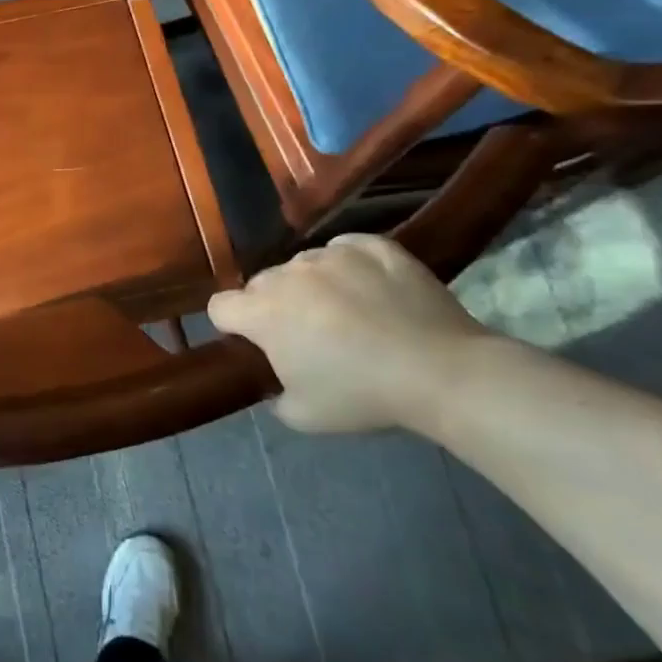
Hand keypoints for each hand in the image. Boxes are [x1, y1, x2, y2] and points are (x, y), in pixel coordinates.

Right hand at [208, 234, 494, 433]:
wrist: (441, 372)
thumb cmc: (362, 395)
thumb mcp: (303, 415)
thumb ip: (274, 393)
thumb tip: (279, 380)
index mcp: (263, 313)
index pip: (220, 306)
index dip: (232, 325)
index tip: (255, 344)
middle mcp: (288, 274)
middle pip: (261, 284)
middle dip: (273, 306)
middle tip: (306, 336)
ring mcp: (332, 255)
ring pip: (304, 265)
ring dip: (311, 285)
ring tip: (346, 311)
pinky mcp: (374, 246)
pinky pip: (346, 248)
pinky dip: (349, 265)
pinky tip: (369, 287)